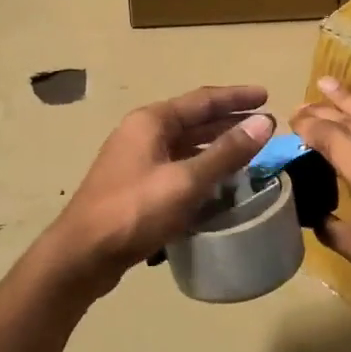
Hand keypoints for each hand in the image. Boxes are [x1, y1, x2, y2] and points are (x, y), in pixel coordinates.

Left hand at [47, 85, 274, 295]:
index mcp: (151, 122)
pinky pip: (176, 168)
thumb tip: (264, 123)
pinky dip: (200, 170)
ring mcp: (136, 161)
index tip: (267, 96)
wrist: (82, 255)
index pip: (202, 100)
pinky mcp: (136, 188)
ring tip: (249, 152)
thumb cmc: (134, 211)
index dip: (236, 98)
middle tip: (264, 126)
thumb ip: (226, 153)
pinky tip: (219, 183)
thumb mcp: (185, 181)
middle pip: (193, 121)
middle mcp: (142, 134)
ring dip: (216, 147)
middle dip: (229, 122)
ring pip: (185, 146)